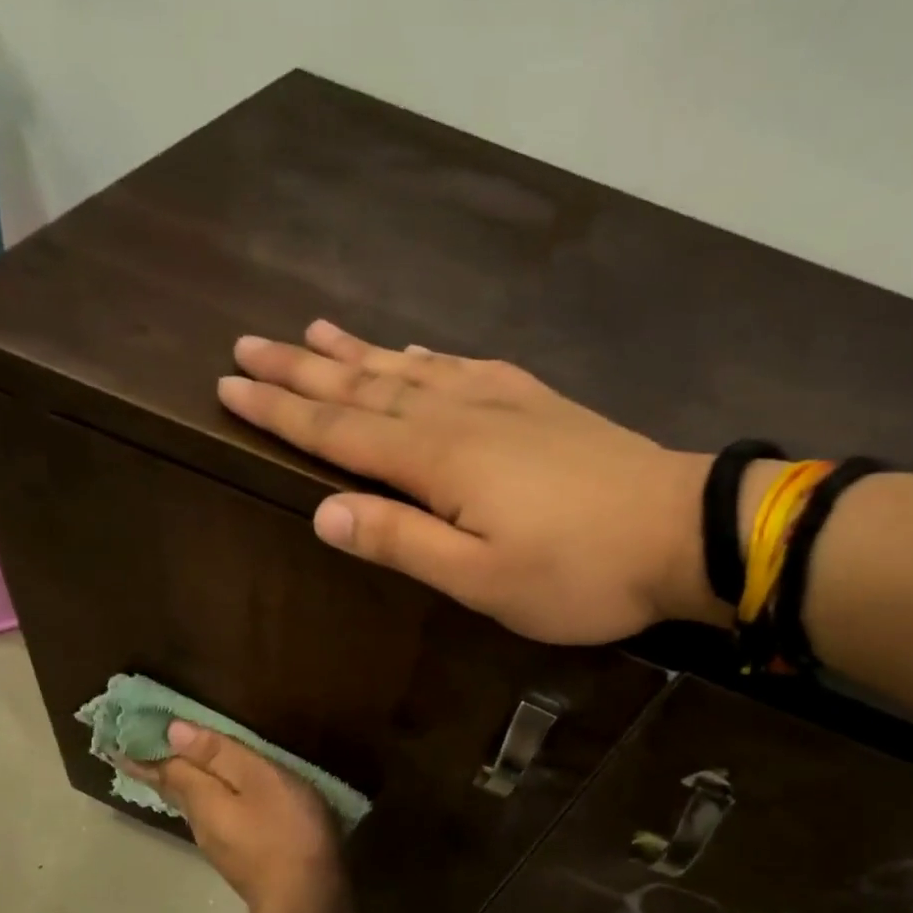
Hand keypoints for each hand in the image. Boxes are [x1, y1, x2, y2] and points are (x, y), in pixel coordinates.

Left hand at [123, 722, 347, 912]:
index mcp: (201, 800)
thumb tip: (172, 731)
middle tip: (137, 751)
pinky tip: (223, 801)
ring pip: (194, 807)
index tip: (119, 738)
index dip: (147, 751)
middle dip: (158, 769)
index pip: (166, 769)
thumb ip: (220, 755)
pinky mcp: (241, 861)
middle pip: (175, 790)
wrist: (306, 904)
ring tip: (180, 767)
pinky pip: (215, 820)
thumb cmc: (286, 832)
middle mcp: (201, 824)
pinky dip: (210, 802)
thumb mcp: (260, 781)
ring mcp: (221, 847)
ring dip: (184, 785)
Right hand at [215, 320, 725, 643]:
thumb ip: (402, 542)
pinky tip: (415, 351)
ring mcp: (503, 402)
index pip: (338, 431)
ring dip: (357, 353)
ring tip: (312, 333)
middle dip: (302, 371)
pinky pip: (465, 368)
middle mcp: (459, 415)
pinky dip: (427, 357)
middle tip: (247, 346)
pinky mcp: (538, 403)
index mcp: (438, 460)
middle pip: (365, 388)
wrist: (682, 532)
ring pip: (410, 369)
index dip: (281, 412)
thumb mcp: (482, 579)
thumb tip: (323, 513)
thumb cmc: (579, 572)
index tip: (230, 387)